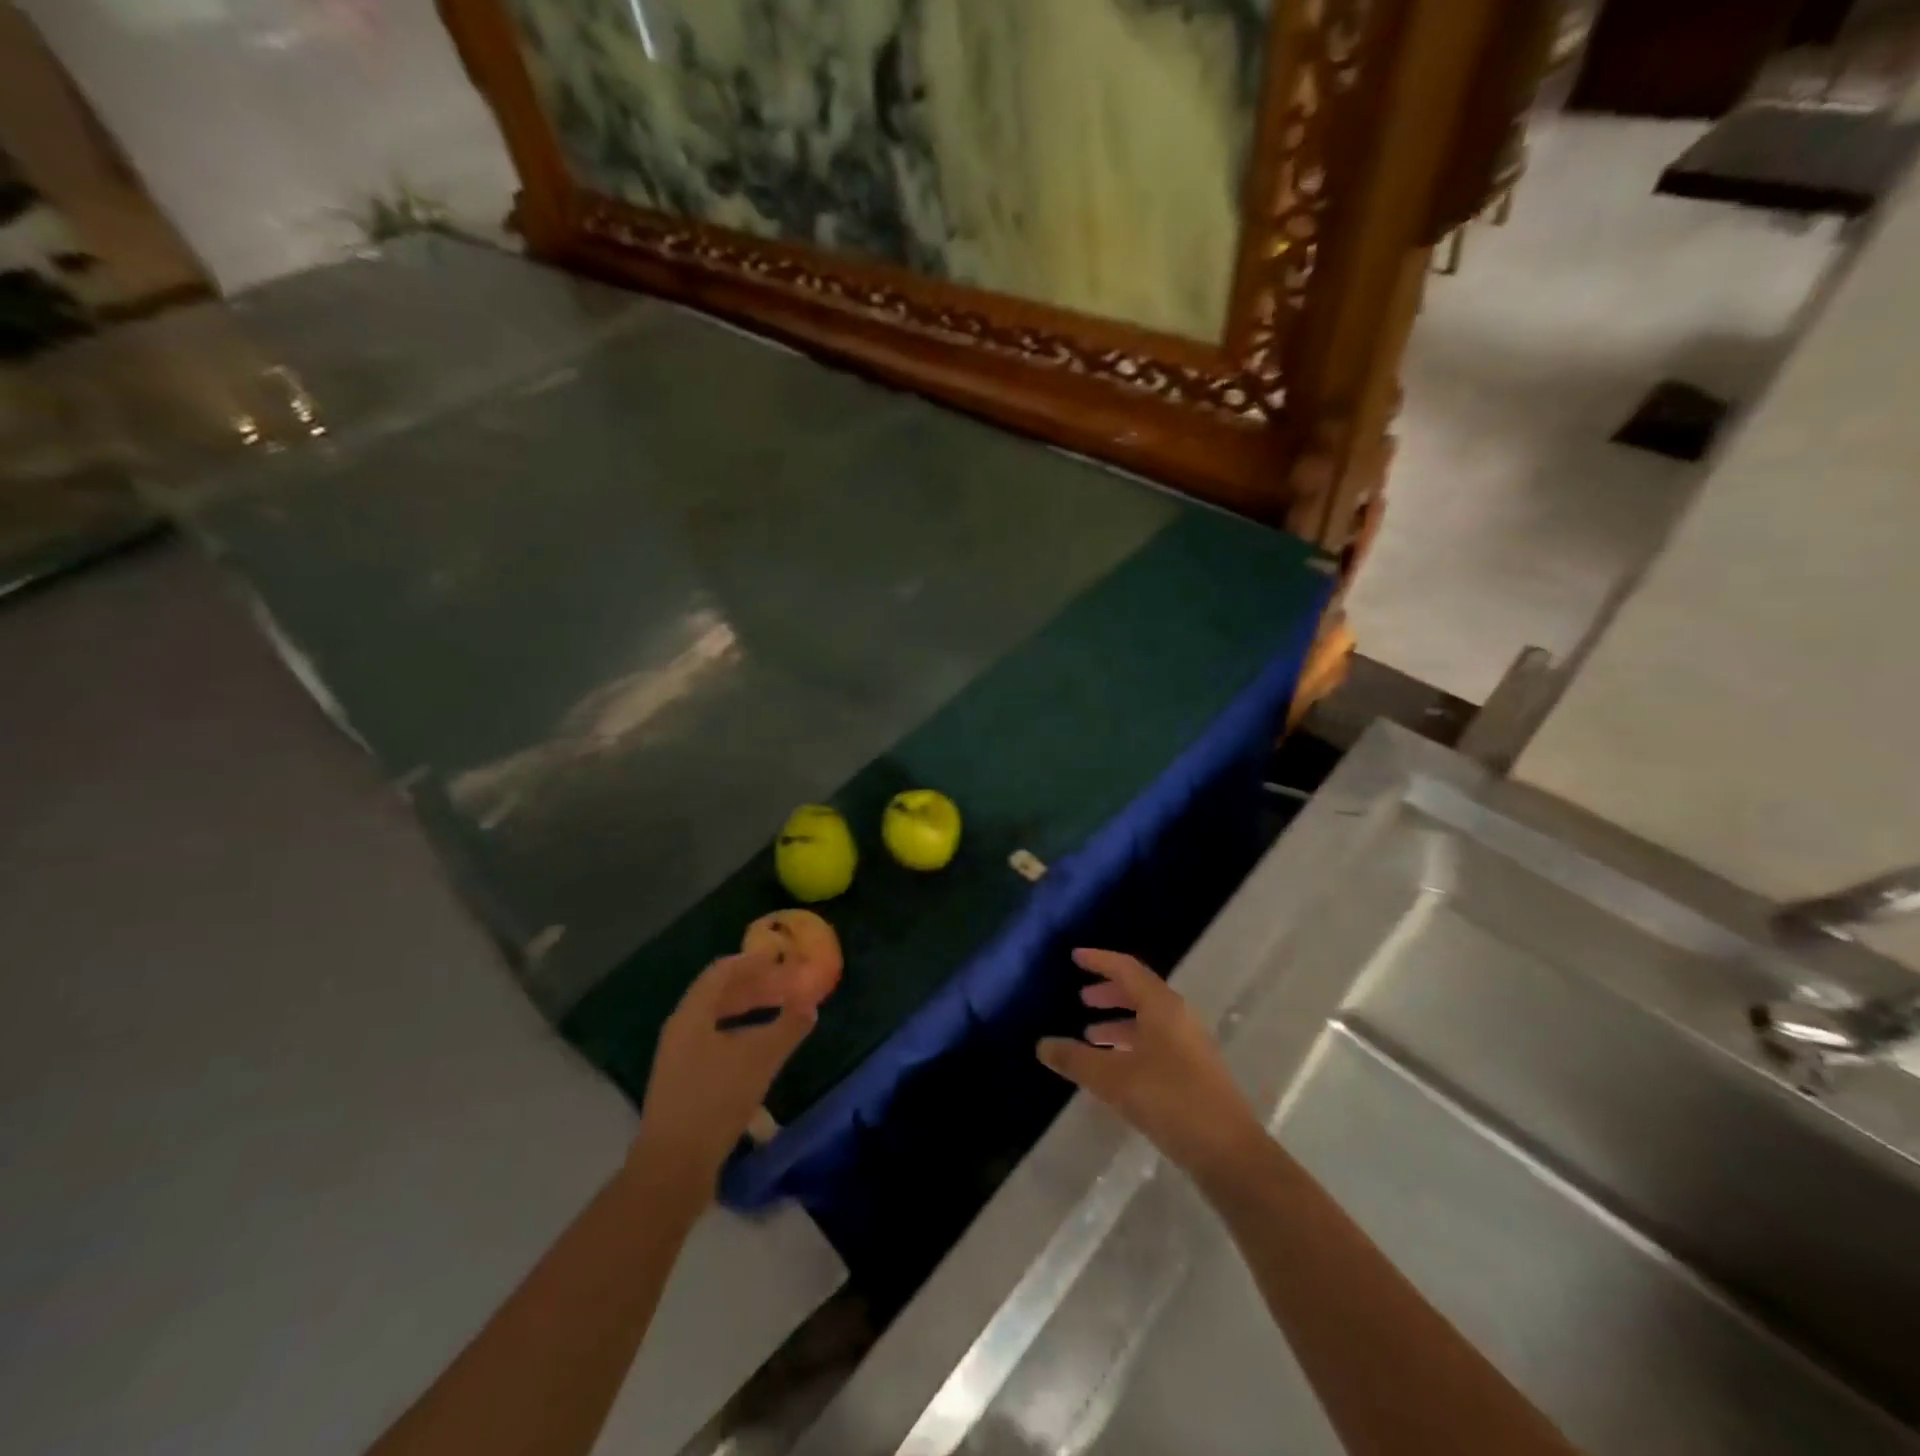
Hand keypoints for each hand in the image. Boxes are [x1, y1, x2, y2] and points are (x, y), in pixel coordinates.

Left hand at [633, 952, 818, 1195]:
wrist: (673, 1167)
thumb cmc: (716, 1100)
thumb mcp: (761, 1058)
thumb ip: (788, 1026)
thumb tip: (810, 1004)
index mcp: (692, 1015)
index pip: (722, 971)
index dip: (753, 961)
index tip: (780, 958)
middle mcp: (681, 1030)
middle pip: (718, 994)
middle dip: (754, 986)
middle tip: (786, 984)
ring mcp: (679, 1058)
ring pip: (717, 1020)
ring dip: (748, 1011)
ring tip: (778, 1013)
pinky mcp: (683, 1083)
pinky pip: (714, 1042)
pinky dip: (740, 1035)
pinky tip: (760, 1052)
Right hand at [1037, 948, 1266, 1181]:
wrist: (1228, 1152)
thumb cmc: (1169, 1101)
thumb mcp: (1113, 1079)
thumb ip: (1075, 1060)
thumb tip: (1042, 1045)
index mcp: (1162, 1007)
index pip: (1127, 969)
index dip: (1100, 960)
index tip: (1075, 956)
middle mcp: (1178, 1018)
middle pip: (1140, 992)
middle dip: (1109, 992)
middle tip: (1082, 998)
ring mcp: (1189, 1045)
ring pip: (1148, 1020)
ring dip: (1119, 1022)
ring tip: (1090, 1036)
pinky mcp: (1194, 1072)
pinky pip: (1156, 1043)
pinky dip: (1131, 1044)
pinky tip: (1114, 1068)